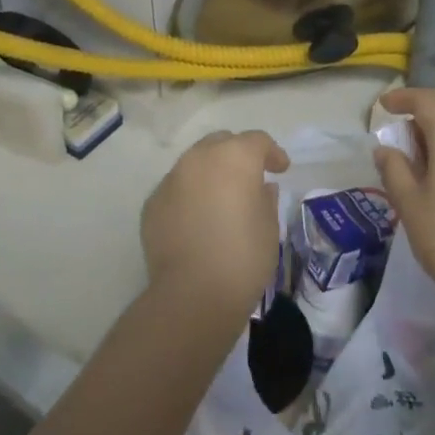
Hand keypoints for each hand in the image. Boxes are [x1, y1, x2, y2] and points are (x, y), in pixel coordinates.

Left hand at [141, 129, 288, 318]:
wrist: (193, 293)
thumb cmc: (243, 257)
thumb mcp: (270, 228)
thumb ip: (266, 199)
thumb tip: (261, 188)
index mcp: (234, 157)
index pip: (257, 141)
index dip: (272, 153)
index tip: (281, 170)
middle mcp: (199, 158)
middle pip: (221, 143)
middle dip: (237, 154)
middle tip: (250, 178)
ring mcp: (171, 178)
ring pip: (195, 163)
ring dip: (210, 173)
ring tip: (221, 198)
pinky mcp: (153, 202)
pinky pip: (176, 188)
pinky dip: (189, 195)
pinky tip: (196, 220)